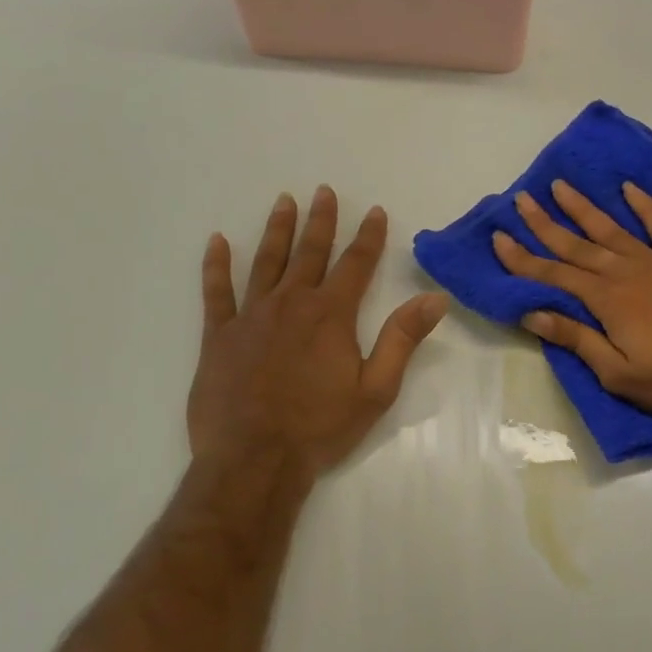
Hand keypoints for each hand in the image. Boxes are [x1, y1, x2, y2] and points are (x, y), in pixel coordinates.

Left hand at [190, 187, 449, 480]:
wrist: (254, 460)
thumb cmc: (320, 428)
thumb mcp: (376, 388)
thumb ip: (402, 339)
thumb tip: (435, 298)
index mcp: (331, 315)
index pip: (356, 264)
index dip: (368, 236)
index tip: (375, 211)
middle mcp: (291, 303)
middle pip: (310, 252)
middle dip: (321, 220)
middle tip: (324, 191)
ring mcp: (251, 316)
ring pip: (266, 262)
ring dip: (277, 230)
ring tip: (284, 201)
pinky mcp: (219, 336)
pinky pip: (216, 292)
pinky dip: (216, 266)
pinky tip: (216, 242)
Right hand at [492, 180, 651, 425]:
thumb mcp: (618, 374)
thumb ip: (577, 339)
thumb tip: (533, 314)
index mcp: (606, 301)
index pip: (554, 275)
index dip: (523, 259)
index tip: (500, 238)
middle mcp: (625, 273)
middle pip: (576, 245)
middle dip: (545, 224)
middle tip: (521, 200)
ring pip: (611, 229)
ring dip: (583, 208)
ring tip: (561, 185)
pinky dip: (645, 206)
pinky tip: (629, 188)